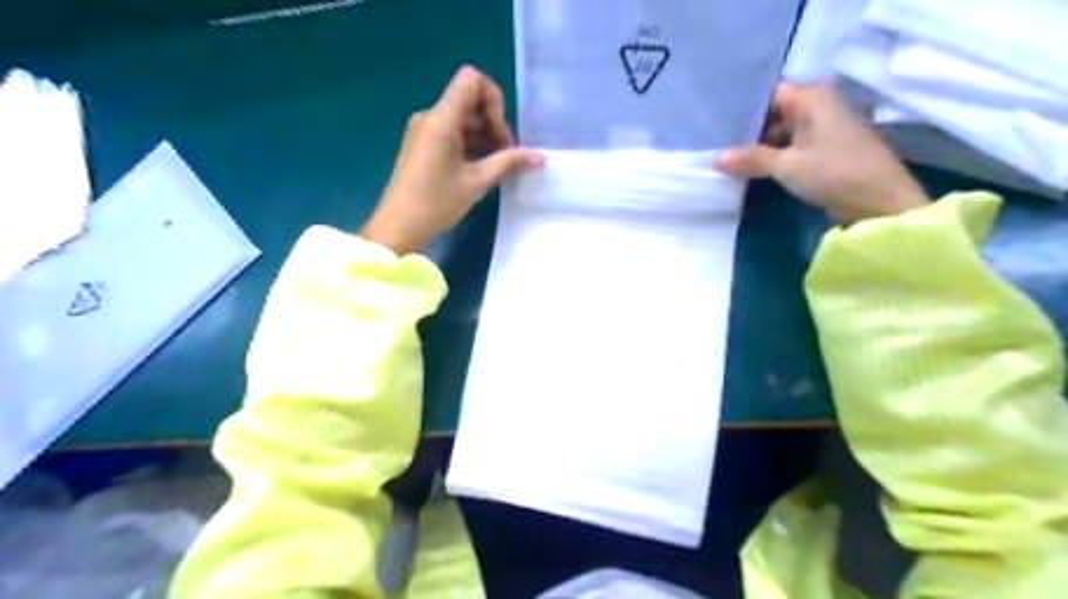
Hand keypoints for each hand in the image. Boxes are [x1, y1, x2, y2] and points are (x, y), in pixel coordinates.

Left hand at [363, 65, 542, 252]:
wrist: (398, 226)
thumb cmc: (436, 203)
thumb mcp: (476, 182)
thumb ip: (508, 163)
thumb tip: (539, 157)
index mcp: (441, 119)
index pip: (472, 80)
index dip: (493, 100)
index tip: (498, 133)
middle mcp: (431, 116)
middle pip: (470, 100)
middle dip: (493, 123)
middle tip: (506, 155)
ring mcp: (426, 130)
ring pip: (463, 118)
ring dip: (484, 136)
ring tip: (498, 165)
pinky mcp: (424, 144)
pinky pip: (453, 132)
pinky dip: (471, 143)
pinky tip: (482, 167)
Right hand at [716, 81, 937, 222]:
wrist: (879, 202)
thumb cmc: (834, 173)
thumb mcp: (787, 166)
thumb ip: (751, 159)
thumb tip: (715, 159)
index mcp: (812, 98)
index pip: (768, 93)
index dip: (742, 108)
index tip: (716, 123)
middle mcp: (818, 105)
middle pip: (773, 112)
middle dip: (746, 130)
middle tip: (716, 144)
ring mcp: (822, 128)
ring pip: (780, 131)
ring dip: (758, 146)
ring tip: (727, 158)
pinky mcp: (824, 148)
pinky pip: (791, 145)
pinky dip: (773, 155)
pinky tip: (750, 168)